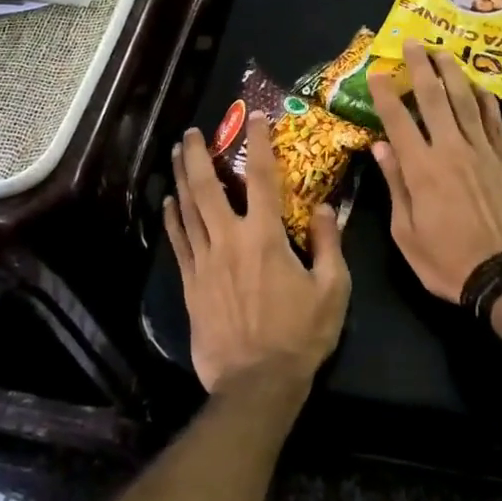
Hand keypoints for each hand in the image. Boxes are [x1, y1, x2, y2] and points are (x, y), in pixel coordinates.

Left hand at [164, 115, 351, 393]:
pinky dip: (172, 219)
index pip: (261, 178)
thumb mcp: (333, 289)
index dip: (258, 143)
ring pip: (188, 210)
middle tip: (191, 132)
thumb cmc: (300, 336)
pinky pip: (178, 242)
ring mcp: (205, 262)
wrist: (257, 384)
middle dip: (197, 155)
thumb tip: (324, 207)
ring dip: (180, 178)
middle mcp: (230, 240)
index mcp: (266, 237)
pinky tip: (168, 203)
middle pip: (208, 187)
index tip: (254, 117)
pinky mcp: (191, 284)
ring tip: (173, 154)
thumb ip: (330, 244)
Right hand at [367, 39, 501, 302]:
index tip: (377, 72)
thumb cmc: (448, 261)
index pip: (398, 120)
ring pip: (466, 101)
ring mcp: (483, 152)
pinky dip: (485, 100)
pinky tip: (478, 86)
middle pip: (433, 98)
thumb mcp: (406, 233)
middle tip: (412, 43)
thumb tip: (380, 146)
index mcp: (421, 169)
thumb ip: (395, 184)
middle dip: (421, 67)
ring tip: (443, 51)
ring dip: (452, 73)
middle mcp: (451, 150)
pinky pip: (495, 121)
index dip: (386, 93)